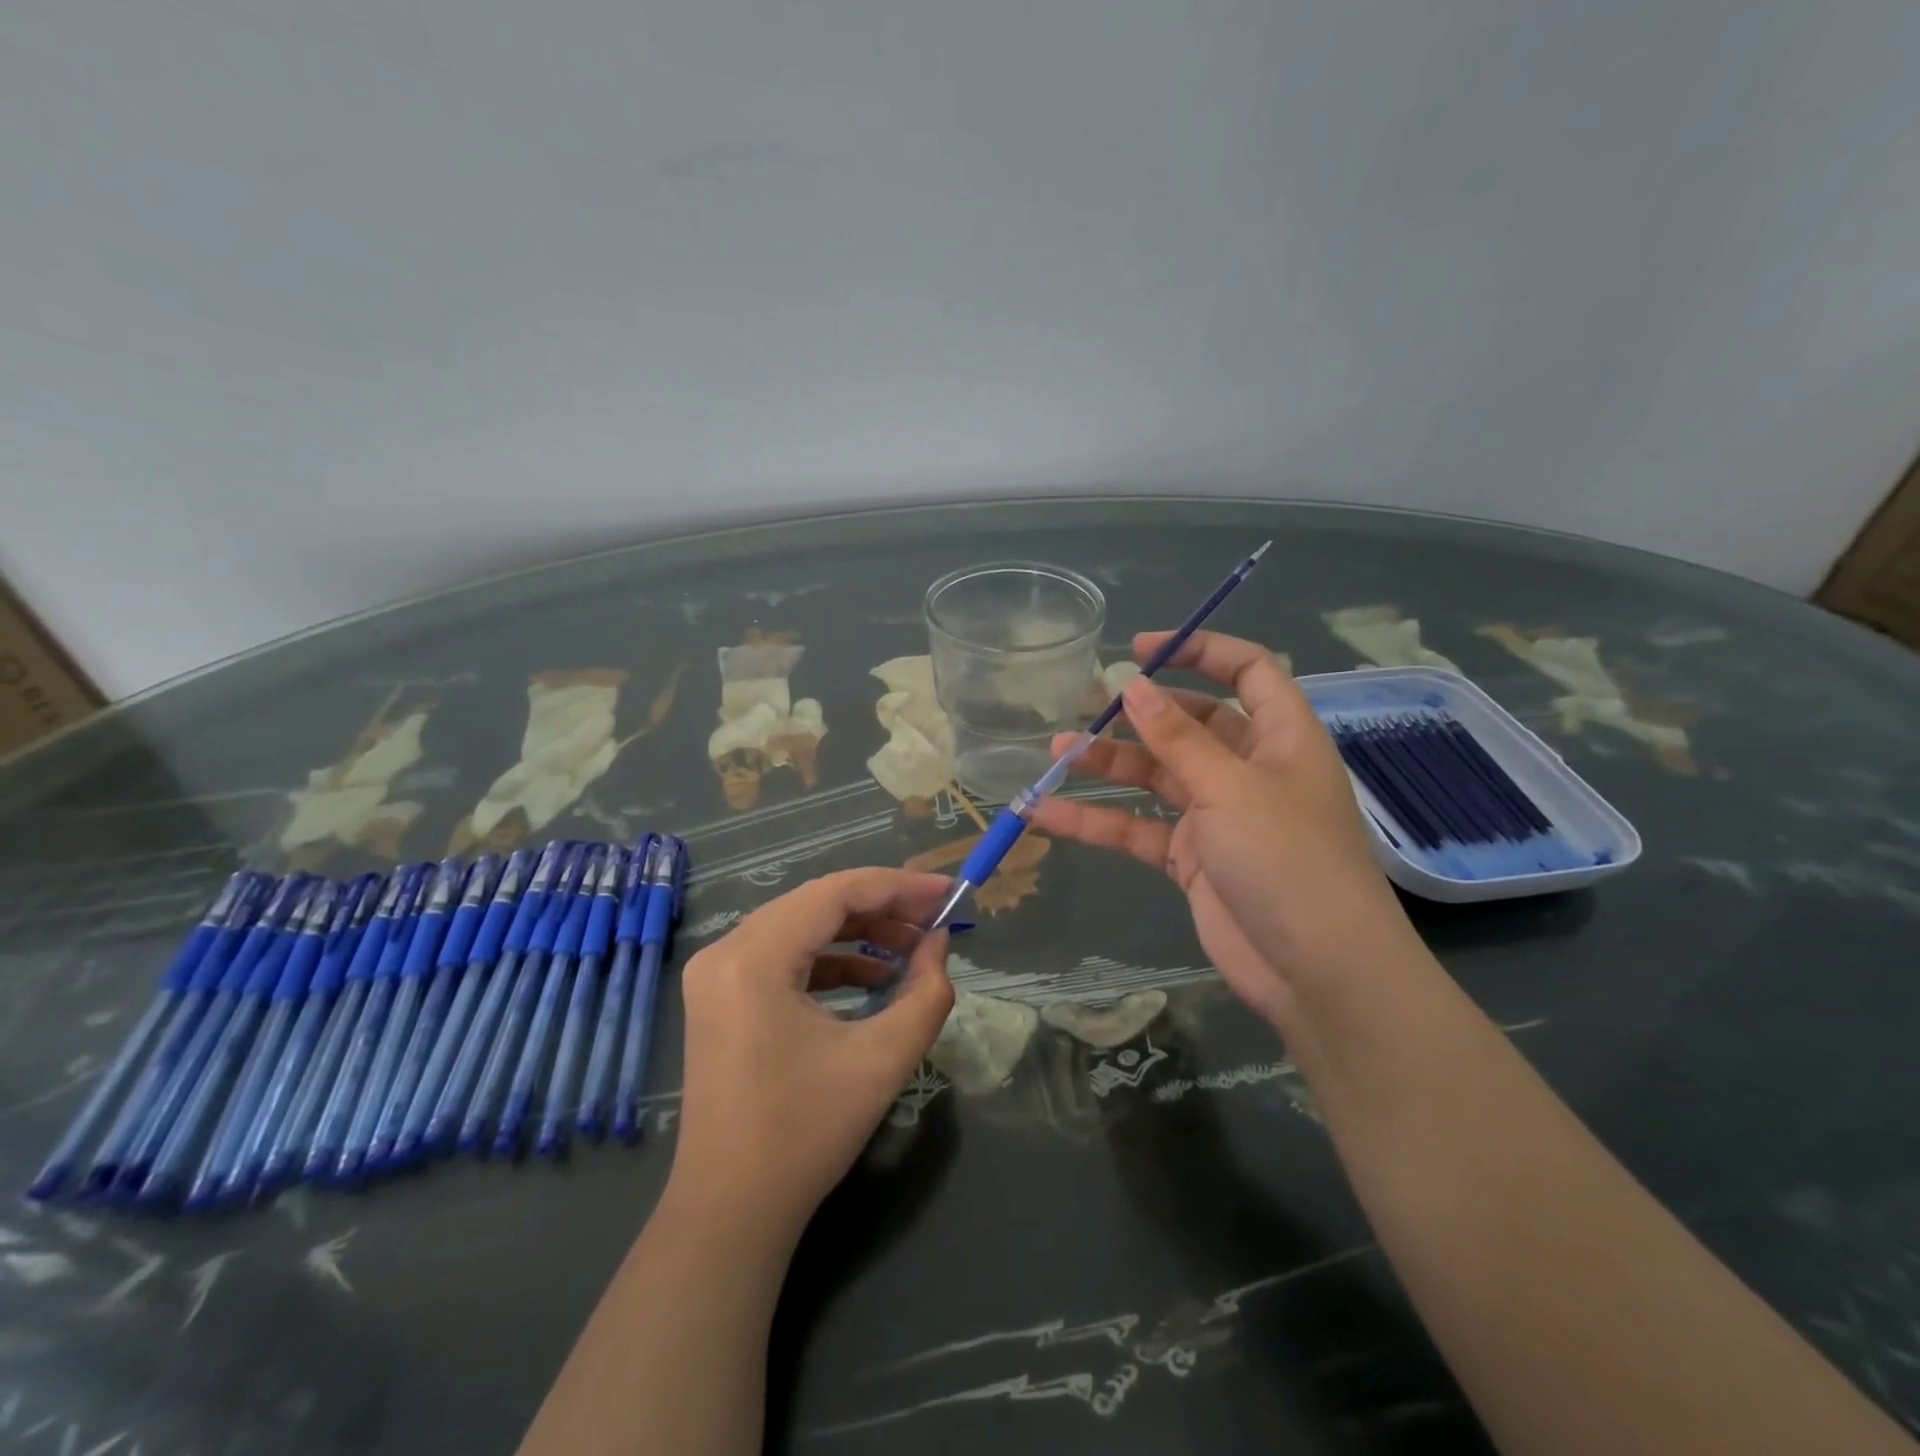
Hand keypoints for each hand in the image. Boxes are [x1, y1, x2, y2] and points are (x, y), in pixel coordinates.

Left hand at [665, 869, 955, 1247]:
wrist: (730, 1212)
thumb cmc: (805, 1134)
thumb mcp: (882, 1060)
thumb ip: (925, 991)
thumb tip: (940, 941)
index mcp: (753, 958)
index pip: (835, 893)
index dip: (899, 886)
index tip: (950, 892)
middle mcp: (725, 951)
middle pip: (817, 902)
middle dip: (883, 906)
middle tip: (936, 919)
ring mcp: (717, 973)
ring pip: (802, 925)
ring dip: (860, 932)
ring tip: (913, 949)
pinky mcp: (722, 996)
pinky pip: (784, 955)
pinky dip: (832, 959)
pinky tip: (874, 977)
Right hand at [1029, 630, 1419, 1025]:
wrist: (1317, 972)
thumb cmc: (1288, 860)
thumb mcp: (1230, 788)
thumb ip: (1177, 737)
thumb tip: (1131, 685)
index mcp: (1280, 737)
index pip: (1247, 671)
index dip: (1199, 651)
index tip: (1141, 648)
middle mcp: (1248, 769)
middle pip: (1189, 724)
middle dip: (1138, 715)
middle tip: (1084, 706)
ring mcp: (1217, 816)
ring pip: (1155, 776)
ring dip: (1108, 765)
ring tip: (1056, 753)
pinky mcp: (1191, 859)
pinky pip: (1138, 828)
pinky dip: (1097, 820)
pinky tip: (1046, 812)